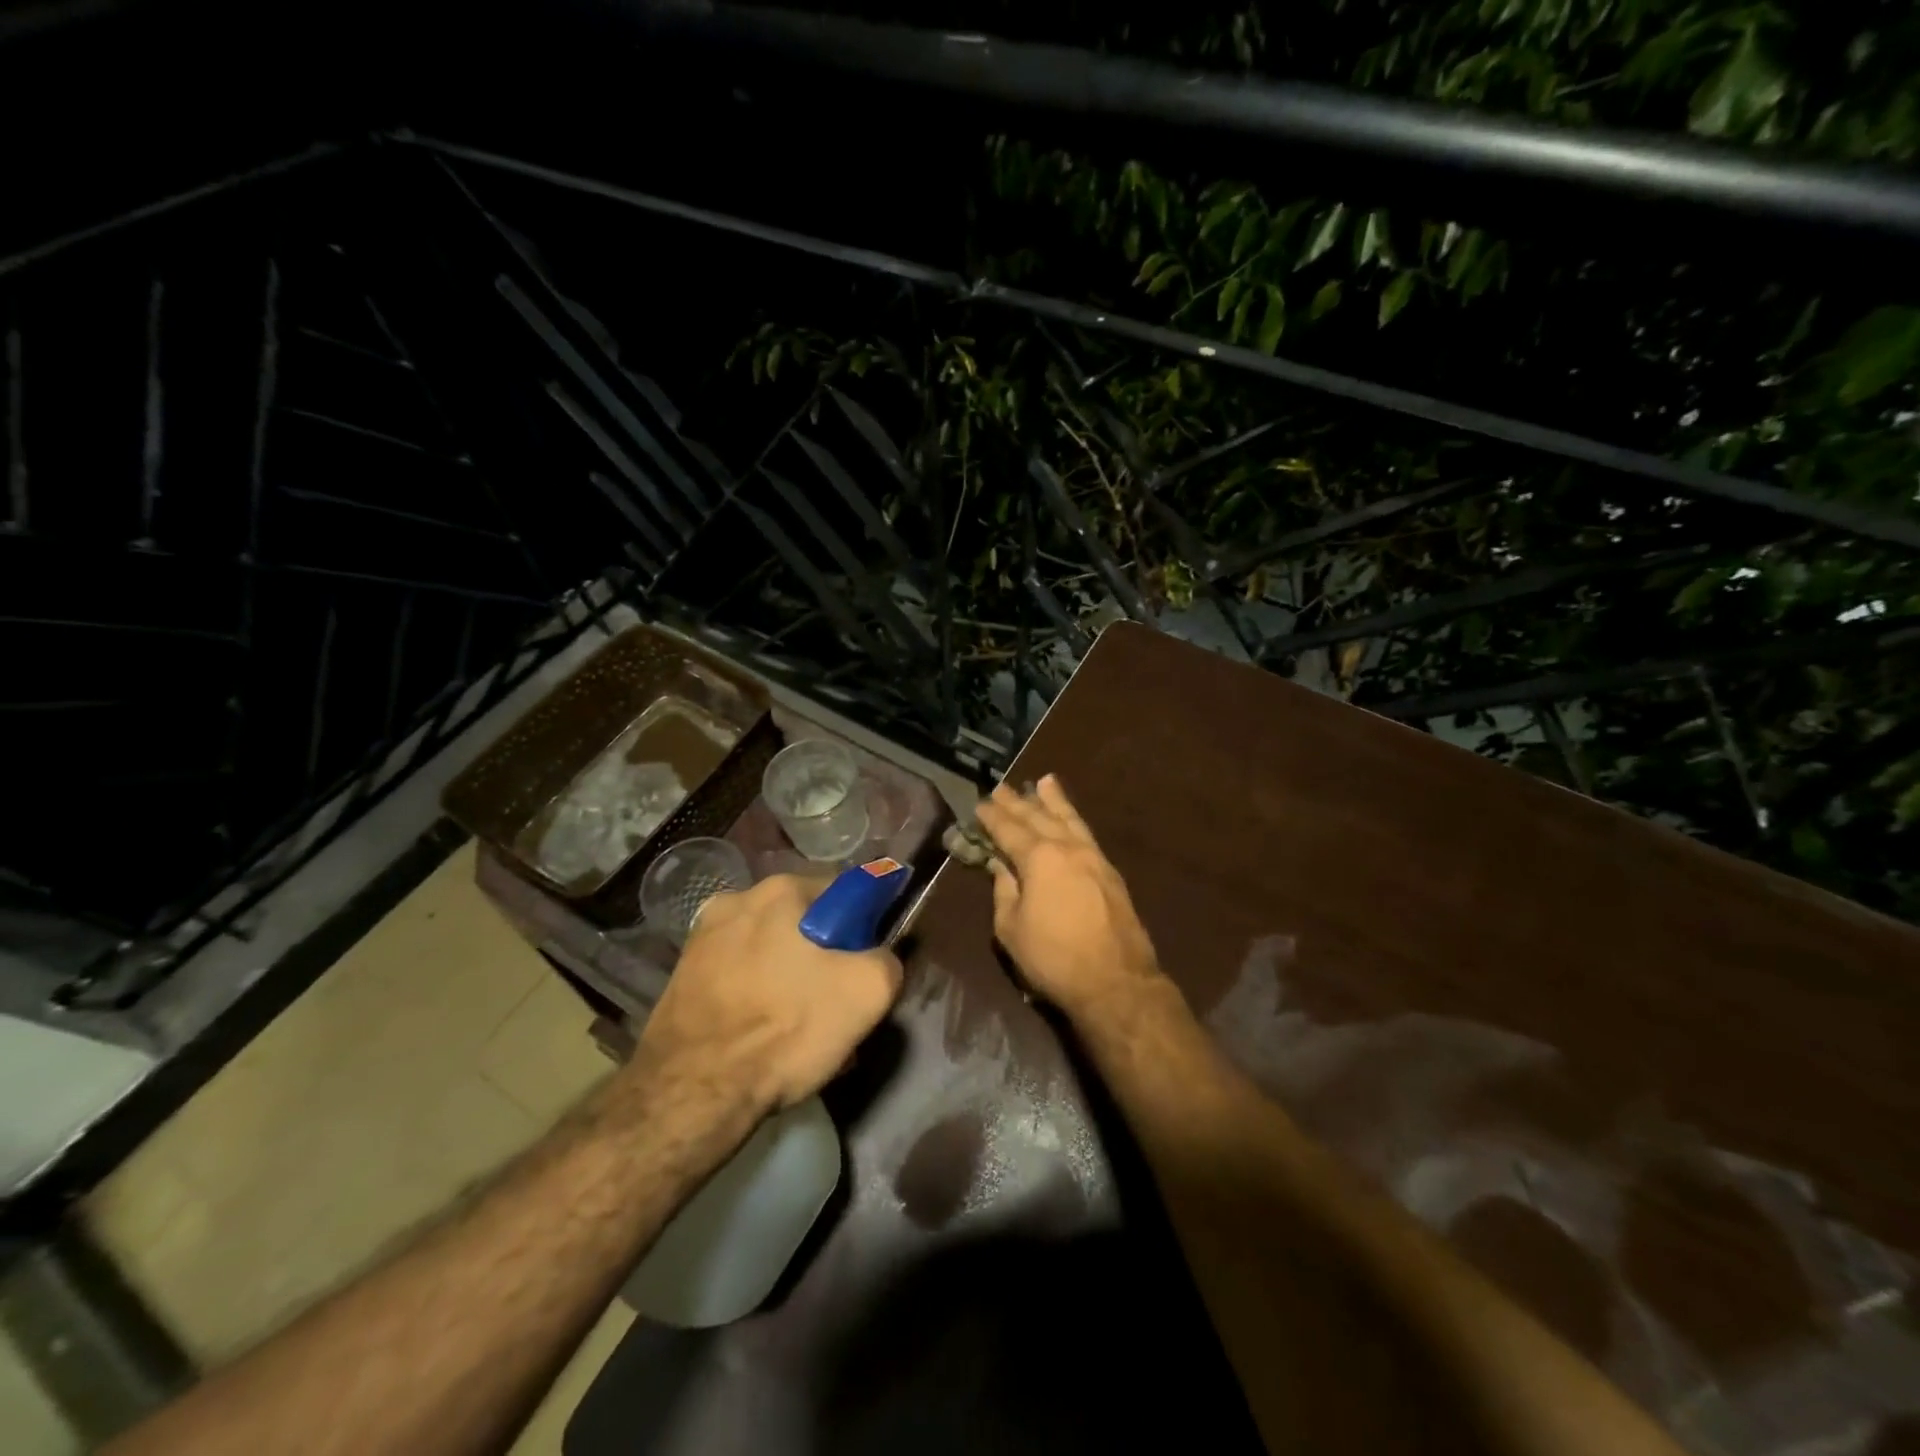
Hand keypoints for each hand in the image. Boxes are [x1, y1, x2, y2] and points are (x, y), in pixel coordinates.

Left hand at [635, 873, 902, 1113]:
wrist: (691, 1092)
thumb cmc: (785, 1029)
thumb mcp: (867, 992)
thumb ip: (887, 959)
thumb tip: (879, 958)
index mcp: (781, 889)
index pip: (843, 893)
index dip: (861, 930)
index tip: (862, 968)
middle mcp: (737, 899)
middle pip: (802, 923)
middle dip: (822, 956)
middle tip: (832, 1004)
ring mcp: (702, 937)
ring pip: (768, 951)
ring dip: (787, 978)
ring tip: (795, 1029)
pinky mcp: (681, 975)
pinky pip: (737, 976)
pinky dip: (754, 997)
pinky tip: (761, 1036)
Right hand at [974, 775, 1162, 1017]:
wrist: (1115, 981)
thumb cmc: (1053, 958)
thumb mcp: (1012, 928)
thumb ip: (1004, 891)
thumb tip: (1000, 866)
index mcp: (1038, 858)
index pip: (1009, 829)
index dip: (992, 817)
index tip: (980, 803)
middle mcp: (1066, 847)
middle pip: (1038, 817)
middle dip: (1017, 801)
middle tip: (1001, 786)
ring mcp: (1093, 857)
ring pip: (1069, 819)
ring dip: (1053, 800)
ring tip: (1044, 781)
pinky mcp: (1109, 871)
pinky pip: (1086, 833)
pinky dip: (1074, 818)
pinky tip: (1070, 818)